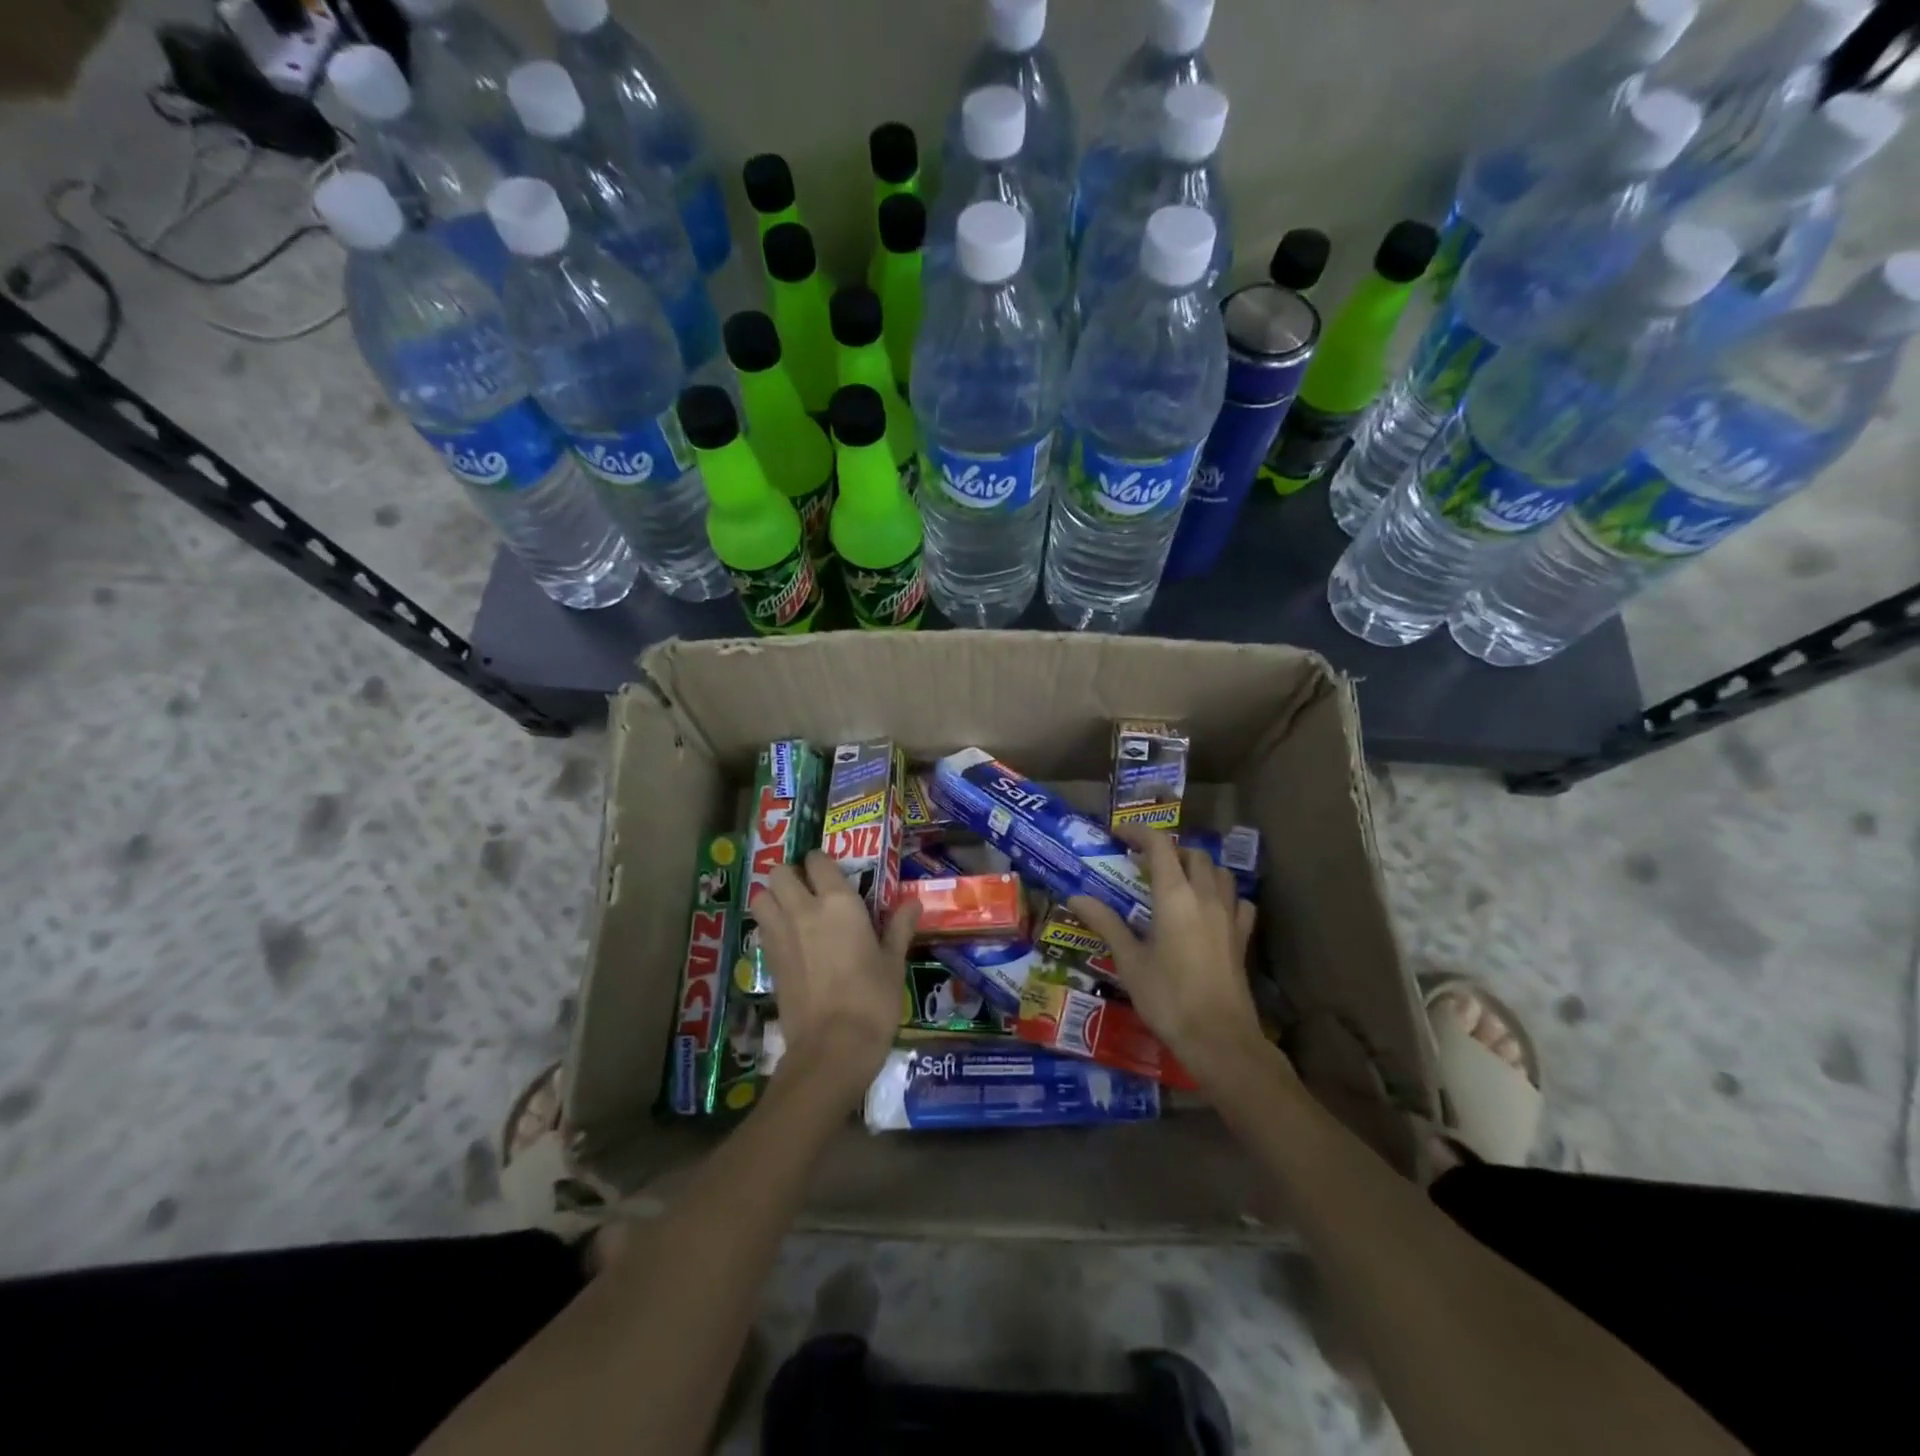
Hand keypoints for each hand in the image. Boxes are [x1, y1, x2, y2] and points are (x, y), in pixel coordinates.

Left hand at [754, 851, 919, 1106]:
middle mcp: (803, 910)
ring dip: (773, 897)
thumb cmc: (872, 999)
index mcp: (838, 903)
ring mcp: (780, 936)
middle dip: (791, 874)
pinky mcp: (768, 962)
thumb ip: (899, 927)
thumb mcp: (893, 962)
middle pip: (779, 872)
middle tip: (809, 888)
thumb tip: (913, 902)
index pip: (817, 861)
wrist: (833, 1047)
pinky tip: (789, 940)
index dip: (822, 861)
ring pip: (761, 897)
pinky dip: (769, 926)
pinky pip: (761, 929)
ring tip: (792, 910)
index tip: (833, 871)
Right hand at [1069, 827, 1269, 1090]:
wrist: (1219, 1038)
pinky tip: (1210, 909)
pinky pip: (1238, 901)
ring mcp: (1229, 916)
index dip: (1139, 832)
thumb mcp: (1129, 960)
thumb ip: (1105, 923)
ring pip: (1219, 872)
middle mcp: (1205, 896)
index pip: (1160, 845)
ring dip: (1197, 867)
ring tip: (1176, 880)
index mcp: (1175, 896)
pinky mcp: (1242, 937)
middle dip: (1168, 850)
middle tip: (1143, 863)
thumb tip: (1075, 896)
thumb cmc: (1167, 998)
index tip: (1118, 834)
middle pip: (1192, 854)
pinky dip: (1223, 894)